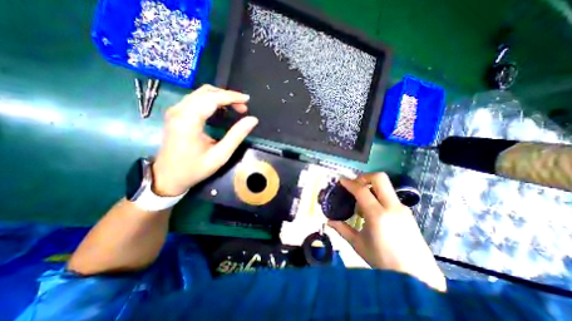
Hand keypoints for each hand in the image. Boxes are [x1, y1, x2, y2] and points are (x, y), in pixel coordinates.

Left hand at [152, 85, 259, 195]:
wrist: (168, 177)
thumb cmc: (195, 168)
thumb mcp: (220, 155)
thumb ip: (237, 135)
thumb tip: (252, 120)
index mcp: (189, 120)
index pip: (213, 98)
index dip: (232, 96)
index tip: (247, 100)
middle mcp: (179, 110)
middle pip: (206, 92)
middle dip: (228, 96)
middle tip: (243, 108)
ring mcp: (175, 111)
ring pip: (201, 94)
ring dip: (220, 98)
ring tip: (235, 108)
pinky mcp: (176, 114)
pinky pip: (196, 100)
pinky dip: (212, 101)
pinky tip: (221, 110)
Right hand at [329, 173, 444, 289]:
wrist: (419, 278)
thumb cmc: (383, 261)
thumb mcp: (358, 244)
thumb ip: (342, 229)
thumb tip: (328, 221)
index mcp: (378, 215)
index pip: (361, 190)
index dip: (349, 183)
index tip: (341, 181)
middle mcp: (392, 207)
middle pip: (380, 178)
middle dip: (364, 177)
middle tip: (355, 184)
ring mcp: (402, 208)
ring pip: (386, 186)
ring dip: (371, 187)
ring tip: (362, 202)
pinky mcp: (407, 212)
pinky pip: (390, 196)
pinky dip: (379, 196)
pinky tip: (374, 211)